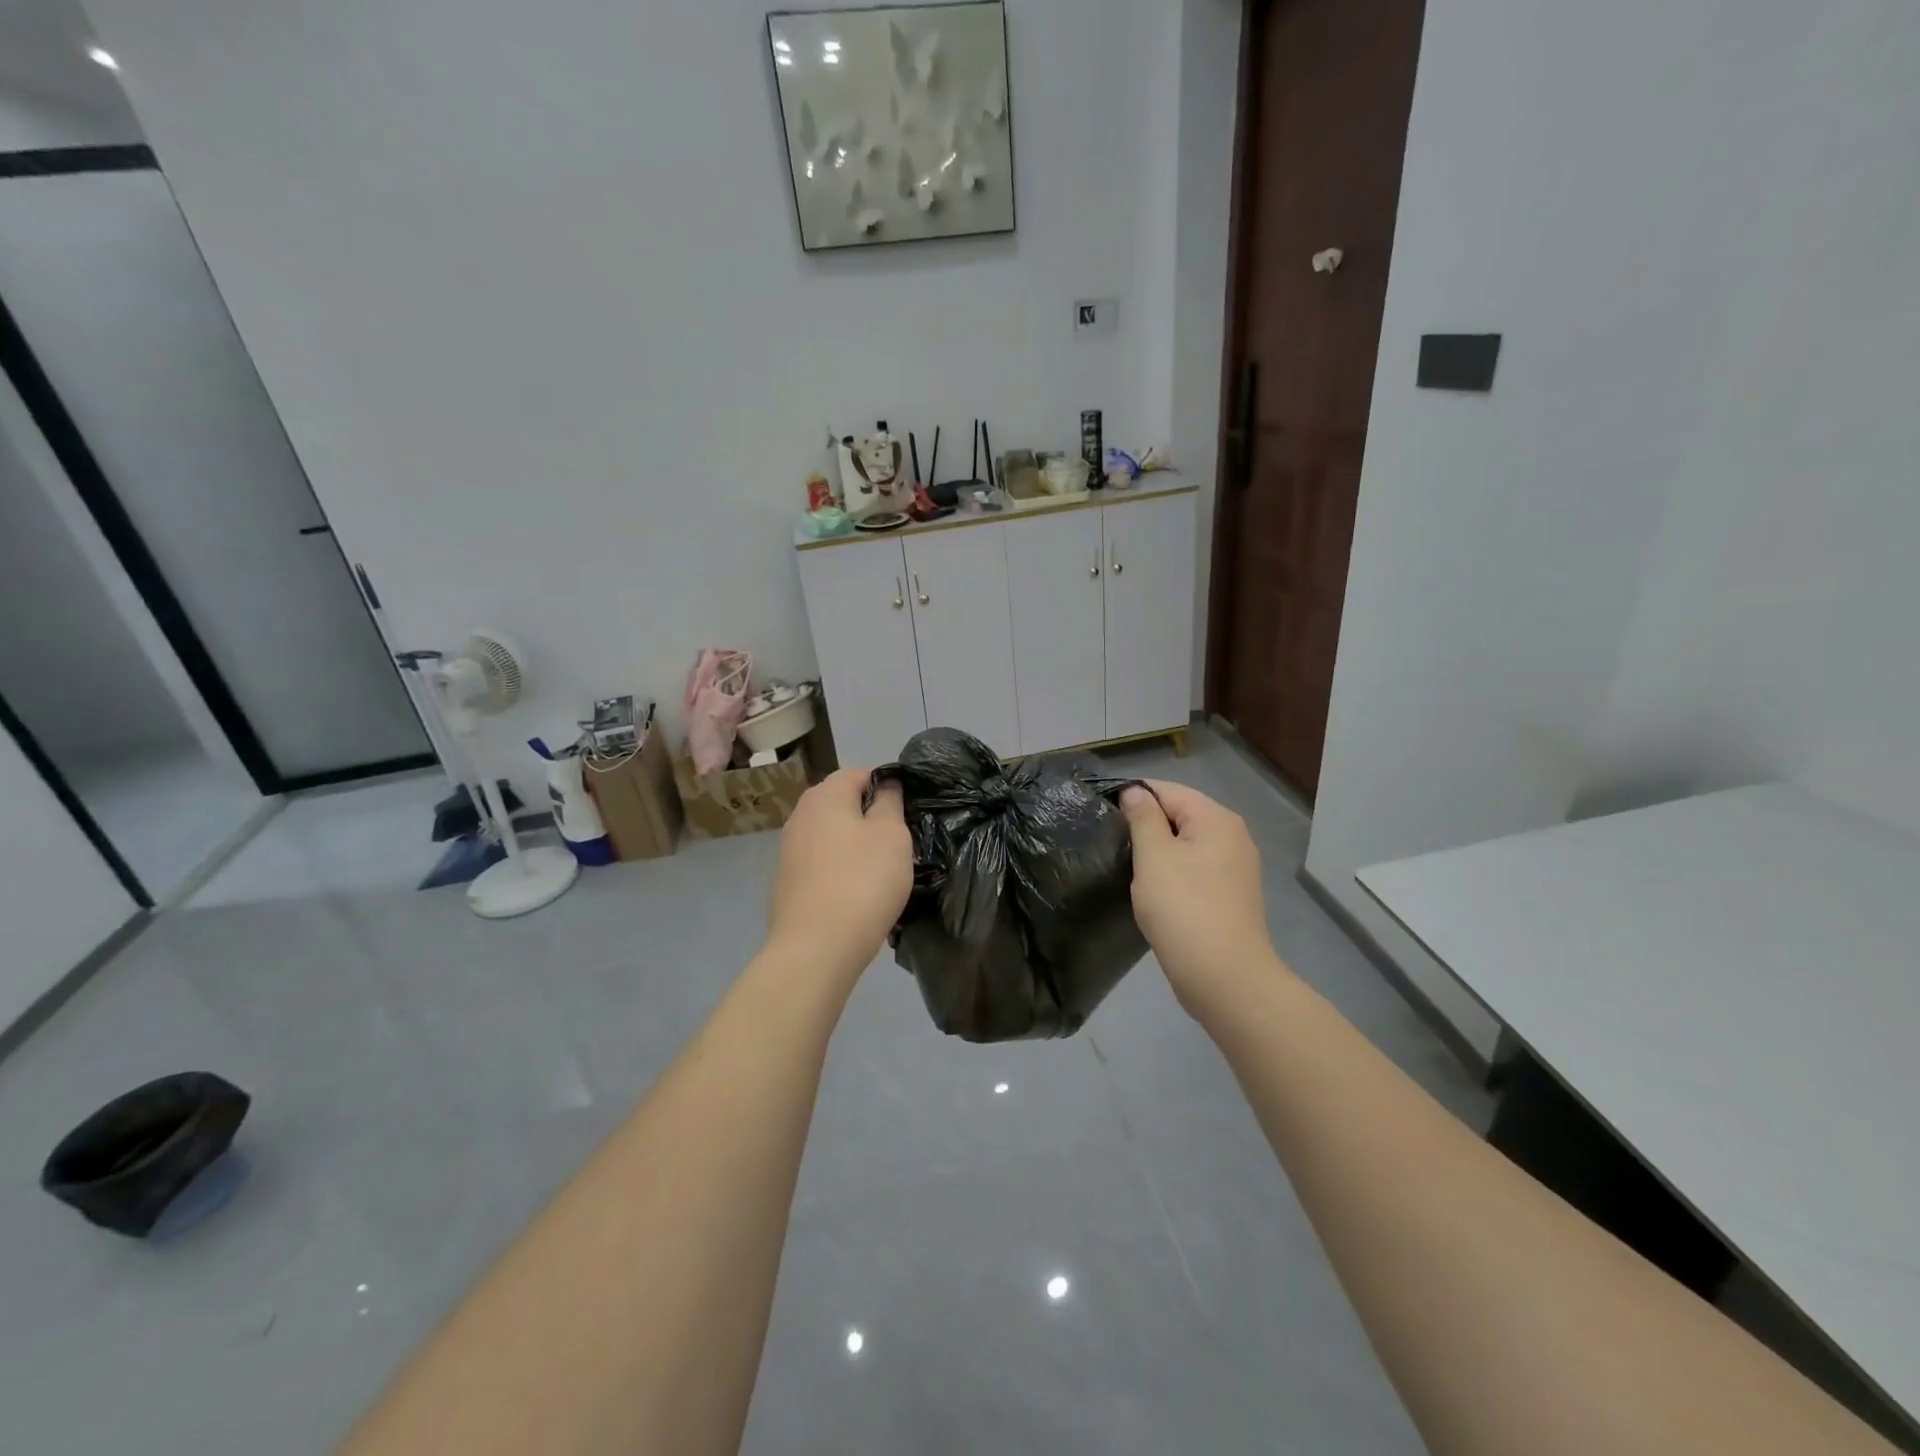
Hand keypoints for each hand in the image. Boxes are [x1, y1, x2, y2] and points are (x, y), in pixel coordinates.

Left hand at [766, 768, 912, 980]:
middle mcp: (800, 815)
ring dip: (855, 846)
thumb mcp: (891, 834)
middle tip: (897, 843)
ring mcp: (789, 850)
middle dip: (869, 818)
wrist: (817, 947)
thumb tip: (885, 784)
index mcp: (824, 796)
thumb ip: (889, 802)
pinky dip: (840, 870)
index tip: (906, 813)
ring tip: (880, 871)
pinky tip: (856, 893)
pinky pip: (822, 864)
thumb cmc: (863, 881)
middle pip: (842, 804)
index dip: (886, 786)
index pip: (858, 773)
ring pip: (832, 835)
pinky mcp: (788, 882)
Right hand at [1121, 781, 1283, 1010]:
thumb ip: (1142, 818)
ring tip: (1128, 867)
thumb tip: (1135, 791)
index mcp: (1216, 819)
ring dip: (1157, 852)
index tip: (1102, 815)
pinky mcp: (1230, 895)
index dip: (1133, 797)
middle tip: (1111, 844)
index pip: (1167, 790)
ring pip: (1185, 845)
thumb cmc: (1184, 909)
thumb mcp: (1154, 856)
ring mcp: (1235, 868)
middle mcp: (1232, 836)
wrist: (1225, 978)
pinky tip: (1153, 892)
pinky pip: (1194, 870)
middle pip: (1179, 815)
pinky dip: (1172, 873)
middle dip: (1145, 826)